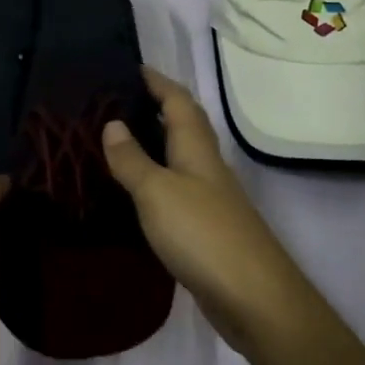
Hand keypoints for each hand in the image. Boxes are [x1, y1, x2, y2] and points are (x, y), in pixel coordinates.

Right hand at [101, 68, 313, 357]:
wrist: (253, 298)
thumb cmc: (202, 234)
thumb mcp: (157, 192)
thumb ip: (133, 159)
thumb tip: (112, 123)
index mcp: (197, 149)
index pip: (178, 101)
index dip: (158, 82)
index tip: (132, 67)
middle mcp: (206, 167)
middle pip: (183, 126)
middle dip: (155, 108)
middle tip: (115, 102)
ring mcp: (209, 199)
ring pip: (179, 158)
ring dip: (154, 144)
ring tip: (115, 140)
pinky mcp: (205, 229)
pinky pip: (175, 190)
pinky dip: (154, 180)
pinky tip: (134, 192)